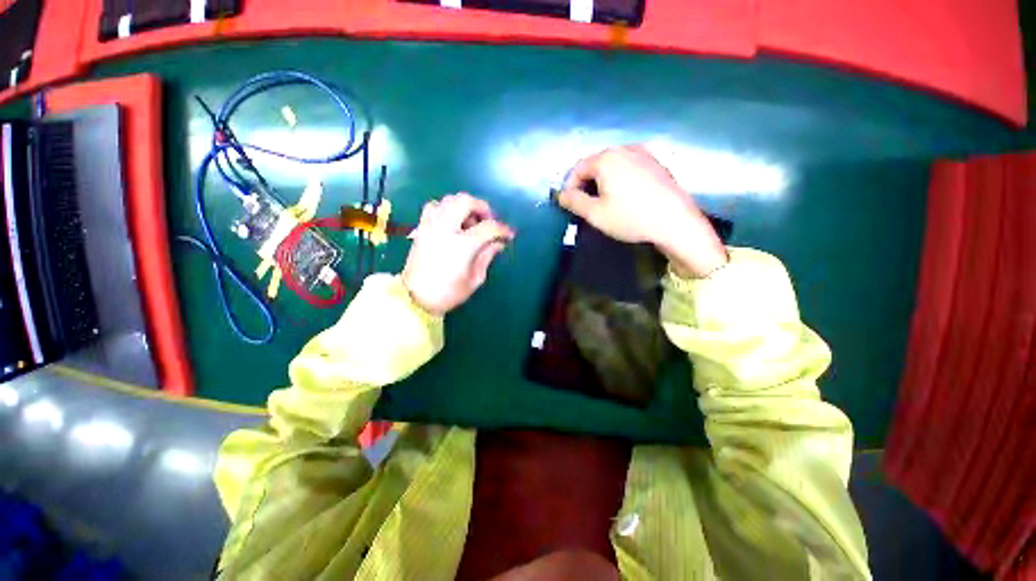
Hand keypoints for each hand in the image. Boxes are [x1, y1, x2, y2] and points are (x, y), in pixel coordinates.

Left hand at [402, 193, 514, 314]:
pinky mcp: (421, 227)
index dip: (502, 229)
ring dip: (464, 206)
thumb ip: (487, 256)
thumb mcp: (475, 279)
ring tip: (470, 222)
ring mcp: (431, 225)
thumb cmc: (448, 293)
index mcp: (462, 245)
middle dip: (482, 208)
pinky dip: (446, 208)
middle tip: (488, 221)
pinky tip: (452, 222)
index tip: (508, 235)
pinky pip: (434, 206)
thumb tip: (498, 244)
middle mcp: (445, 229)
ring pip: (449, 199)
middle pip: (466, 201)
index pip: (489, 227)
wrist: (415, 298)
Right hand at [558, 144, 727, 277]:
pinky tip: (625, 197)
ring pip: (613, 165)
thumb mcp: (595, 214)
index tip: (568, 204)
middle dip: (586, 183)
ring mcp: (644, 154)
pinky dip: (620, 179)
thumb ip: (574, 202)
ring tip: (603, 202)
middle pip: (596, 163)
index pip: (578, 168)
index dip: (569, 186)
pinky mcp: (657, 164)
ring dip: (602, 181)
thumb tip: (561, 195)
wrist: (675, 222)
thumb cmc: (630, 217)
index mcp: (607, 159)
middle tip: (585, 205)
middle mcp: (625, 149)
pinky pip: (629, 167)